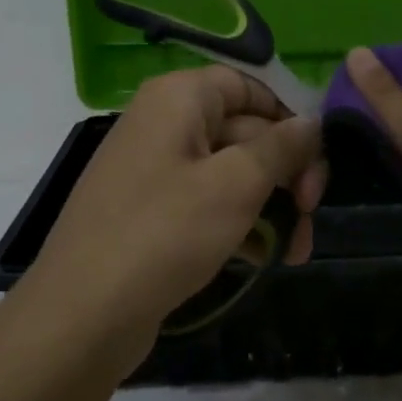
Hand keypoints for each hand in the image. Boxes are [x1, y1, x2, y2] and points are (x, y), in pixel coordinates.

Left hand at [10, 66, 324, 381]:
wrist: (82, 316)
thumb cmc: (165, 233)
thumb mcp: (236, 184)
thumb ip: (282, 147)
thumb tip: (313, 123)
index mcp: (179, 99)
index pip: (248, 84)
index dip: (288, 114)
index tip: (319, 154)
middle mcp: (165, 125)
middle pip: (246, 131)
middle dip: (287, 172)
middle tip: (312, 212)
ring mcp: (157, 172)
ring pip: (233, 174)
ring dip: (273, 206)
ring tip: (297, 250)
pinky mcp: (154, 215)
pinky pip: (210, 205)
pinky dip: (242, 225)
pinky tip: (267, 259)